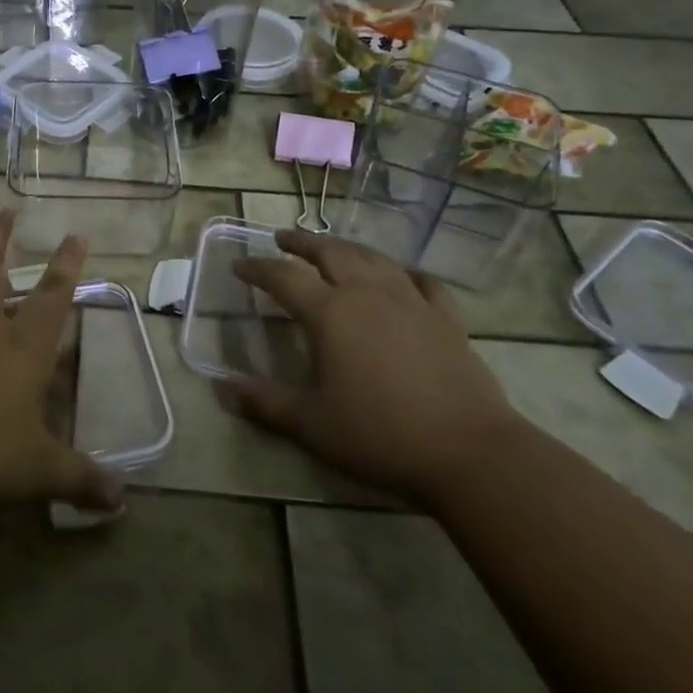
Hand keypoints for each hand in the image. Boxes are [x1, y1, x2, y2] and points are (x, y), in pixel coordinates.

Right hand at [222, 229, 524, 503]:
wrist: (469, 453)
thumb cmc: (380, 435)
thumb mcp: (312, 425)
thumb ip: (265, 403)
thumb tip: (222, 388)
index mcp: (330, 314)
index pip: (283, 277)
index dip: (258, 268)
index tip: (239, 266)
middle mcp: (368, 295)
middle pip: (330, 253)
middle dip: (302, 243)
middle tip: (283, 238)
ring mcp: (412, 302)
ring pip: (374, 259)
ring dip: (347, 249)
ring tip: (333, 249)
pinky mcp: (446, 319)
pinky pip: (423, 282)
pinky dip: (404, 273)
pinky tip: (401, 277)